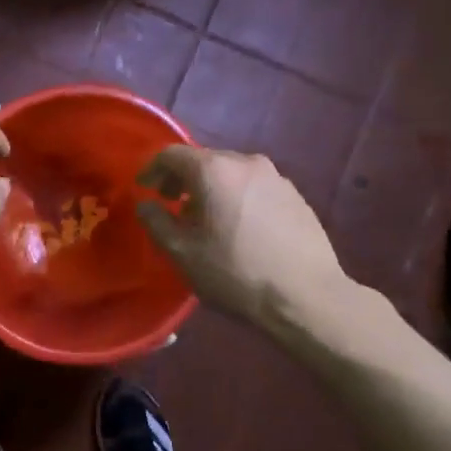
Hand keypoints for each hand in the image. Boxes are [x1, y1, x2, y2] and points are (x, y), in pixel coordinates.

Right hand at [136, 146, 347, 327]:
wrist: (305, 296)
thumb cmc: (234, 273)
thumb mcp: (182, 253)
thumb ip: (156, 222)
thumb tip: (145, 204)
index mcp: (213, 170)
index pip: (172, 154)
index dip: (152, 169)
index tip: (144, 189)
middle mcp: (246, 162)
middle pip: (204, 159)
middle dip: (182, 179)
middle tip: (171, 205)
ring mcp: (276, 177)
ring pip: (231, 173)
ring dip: (211, 189)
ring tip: (206, 220)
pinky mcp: (295, 195)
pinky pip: (254, 187)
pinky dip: (237, 197)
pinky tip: (239, 228)